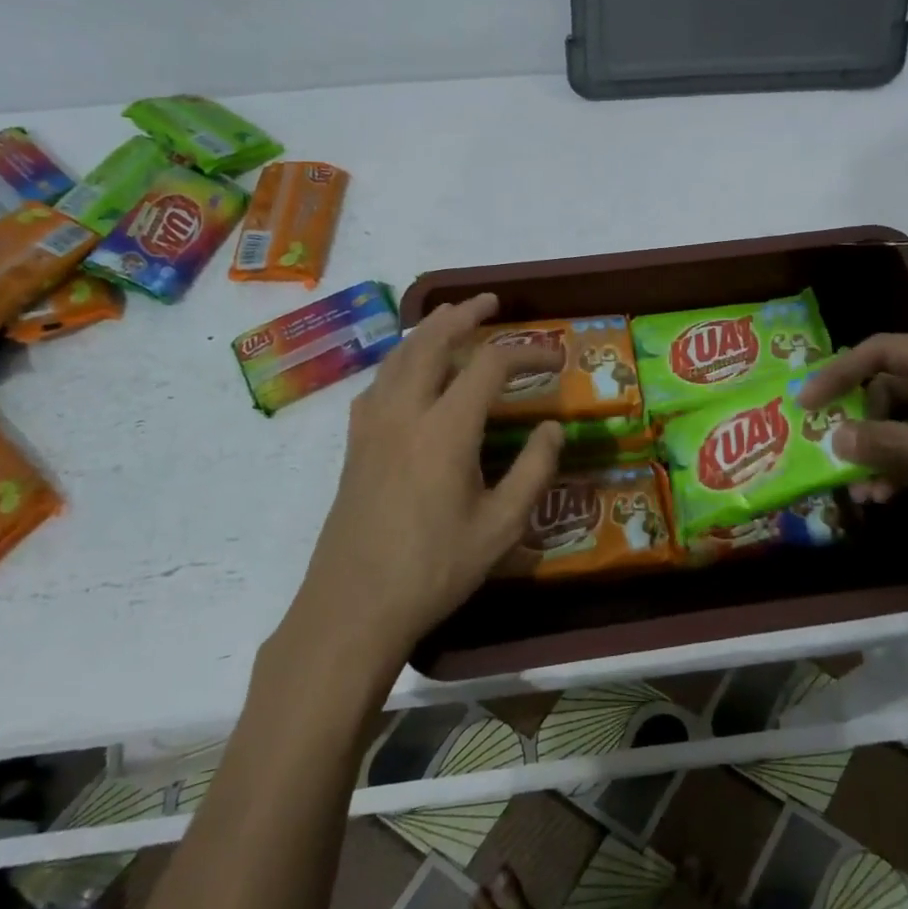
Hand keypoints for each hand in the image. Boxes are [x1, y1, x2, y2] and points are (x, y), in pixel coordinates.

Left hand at [290, 294, 562, 667]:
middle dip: (463, 314)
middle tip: (489, 301)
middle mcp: (405, 412)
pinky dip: (399, 362)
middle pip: (432, 341)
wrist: (353, 607)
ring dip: (427, 331)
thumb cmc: (434, 569)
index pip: (490, 365)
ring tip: (450, 321)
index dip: (526, 352)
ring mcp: (372, 426)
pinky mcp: (354, 445)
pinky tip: (408, 375)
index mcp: (446, 429)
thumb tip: (554, 427)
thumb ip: (533, 471)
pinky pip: (377, 383)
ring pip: (398, 357)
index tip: (554, 357)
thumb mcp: (501, 527)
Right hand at [796, 332, 907, 556]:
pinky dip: (906, 469)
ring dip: (881, 454)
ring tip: (860, 490)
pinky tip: (887, 496)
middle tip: (834, 455)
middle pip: (891, 390)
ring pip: (907, 425)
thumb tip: (834, 438)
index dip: (838, 373)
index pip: (882, 352)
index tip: (804, 404)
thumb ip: (894, 445)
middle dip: (861, 425)